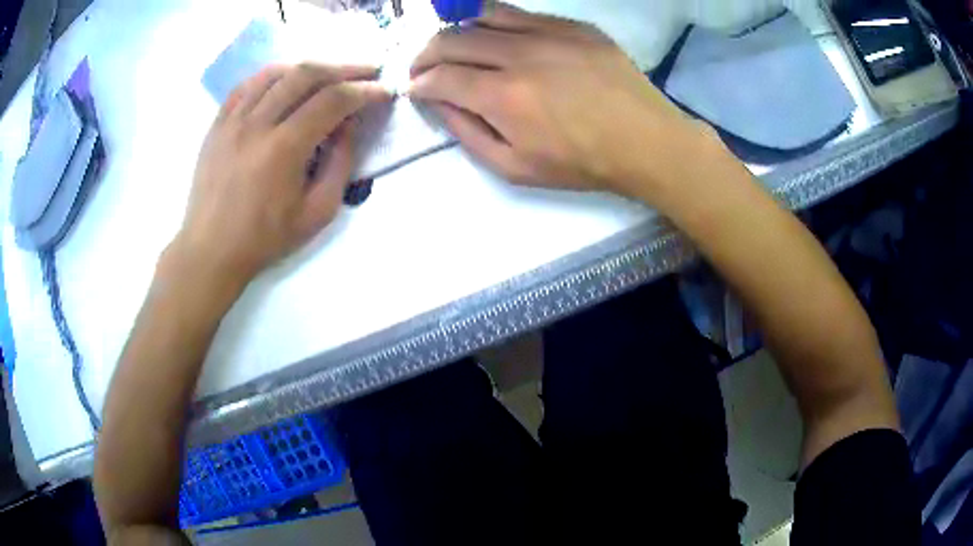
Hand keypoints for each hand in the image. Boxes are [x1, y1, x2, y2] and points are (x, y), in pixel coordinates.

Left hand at [174, 64, 390, 284]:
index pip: (332, 100)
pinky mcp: (217, 123)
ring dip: (309, 67)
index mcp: (284, 149)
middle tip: (367, 70)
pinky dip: (273, 76)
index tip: (384, 90)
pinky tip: (286, 81)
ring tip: (329, 73)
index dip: (364, 90)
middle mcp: (257, 124)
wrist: (211, 250)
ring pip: (276, 73)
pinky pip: (248, 85)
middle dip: (344, 68)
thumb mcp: (317, 213)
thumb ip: (340, 165)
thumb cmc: (265, 238)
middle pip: (306, 74)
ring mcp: (233, 120)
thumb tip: (348, 125)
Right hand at [409, 4, 709, 198]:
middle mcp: (519, 54)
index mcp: (503, 96)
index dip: (419, 82)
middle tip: (424, 66)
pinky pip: (522, 14)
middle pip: (452, 39)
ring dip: (458, 30)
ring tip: (455, 45)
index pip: (440, 76)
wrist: (646, 141)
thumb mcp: (515, 168)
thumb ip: (468, 134)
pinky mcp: (573, 25)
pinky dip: (498, 23)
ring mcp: (549, 33)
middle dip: (426, 53)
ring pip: (483, 15)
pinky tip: (499, 38)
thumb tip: (440, 104)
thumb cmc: (581, 162)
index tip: (415, 88)